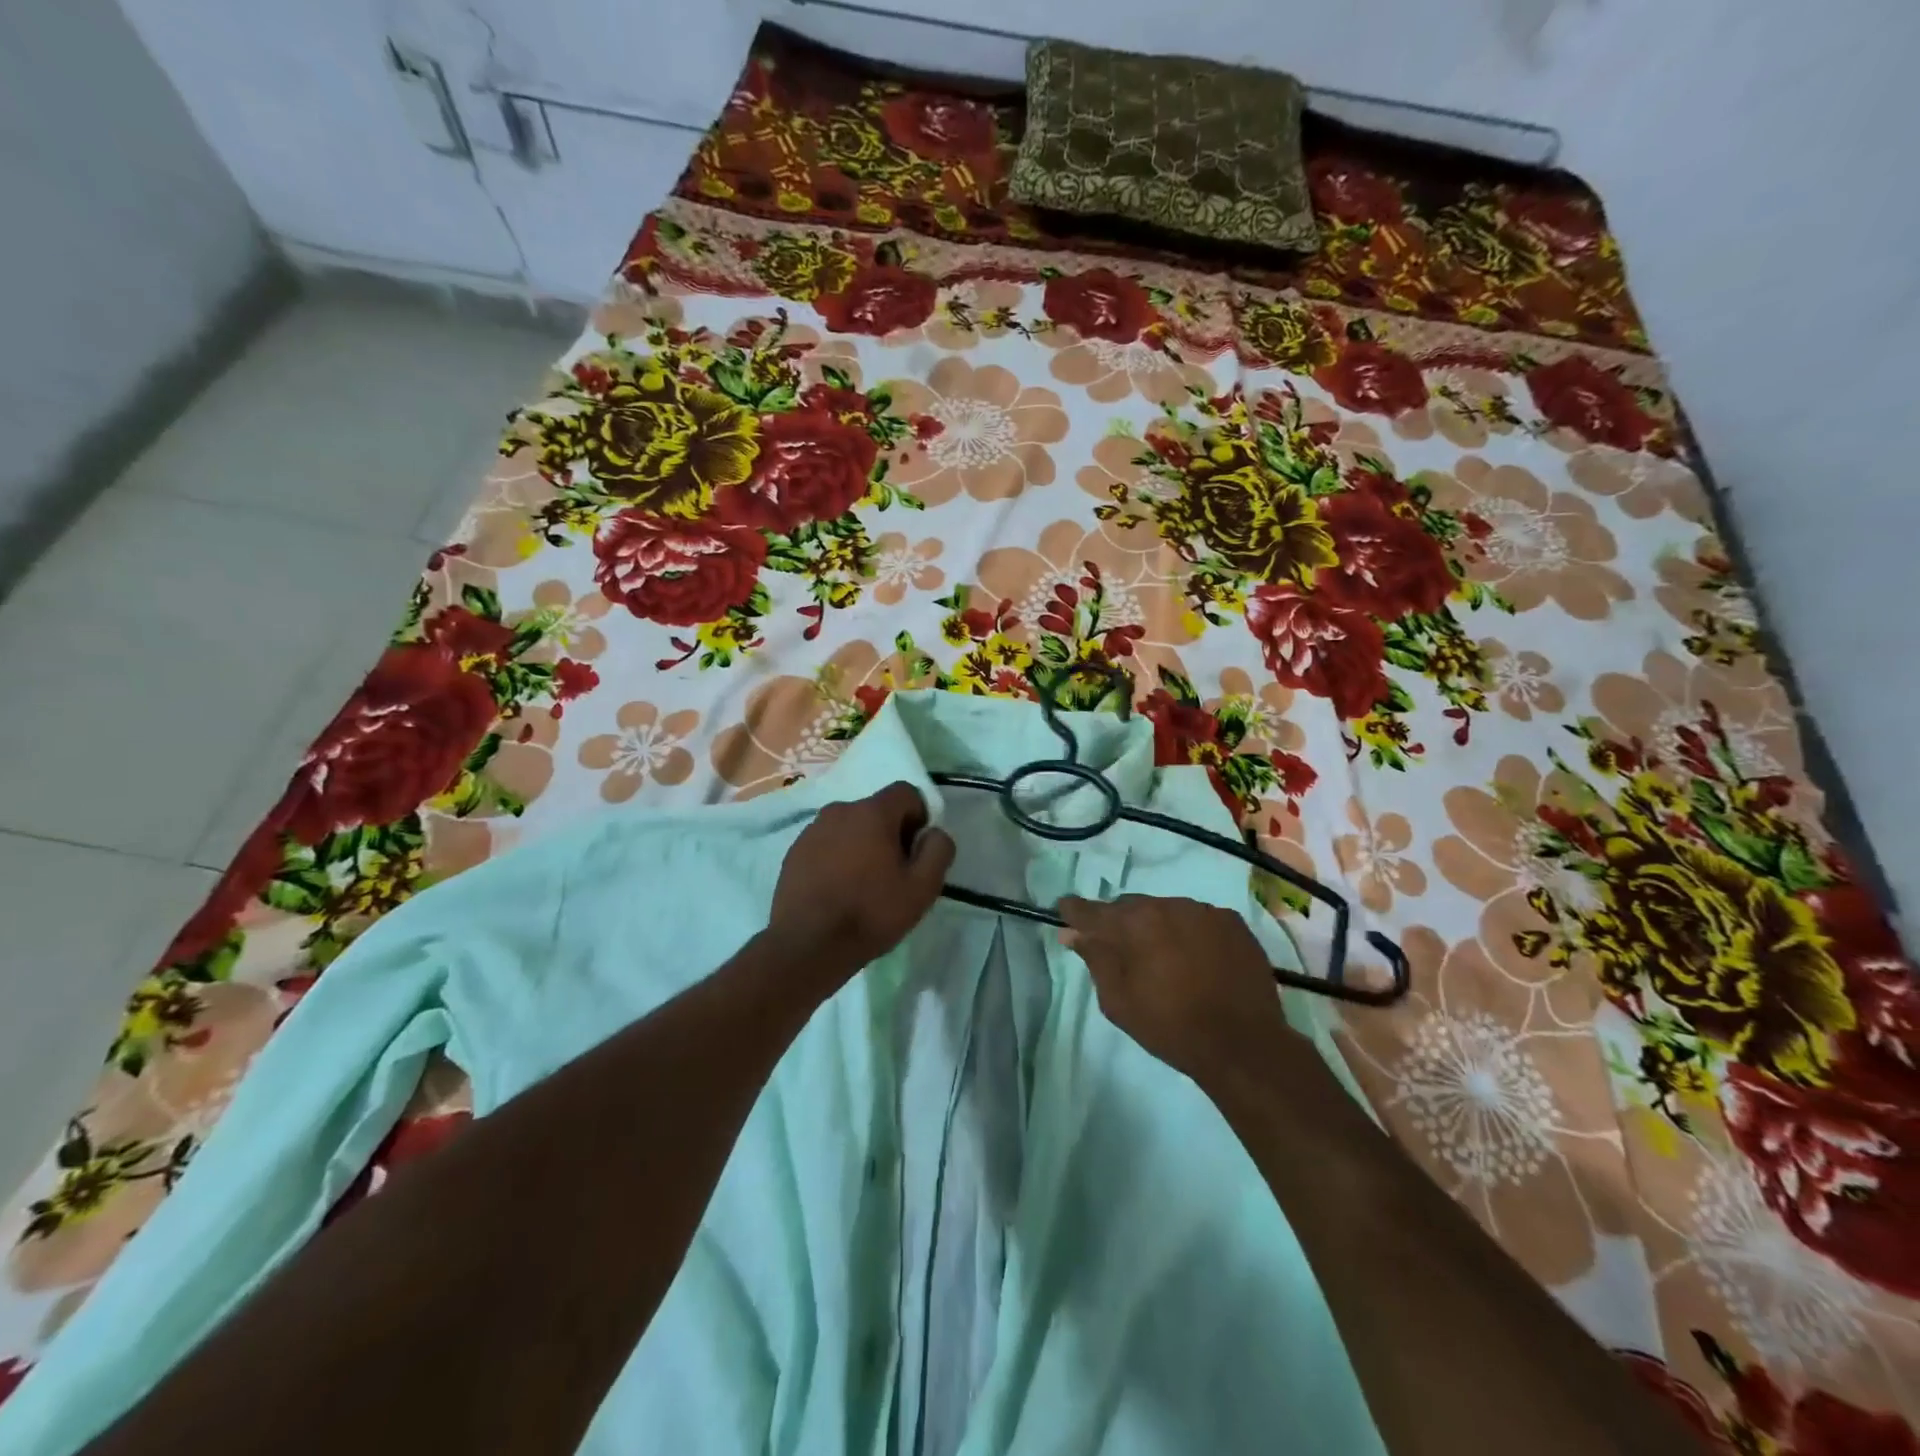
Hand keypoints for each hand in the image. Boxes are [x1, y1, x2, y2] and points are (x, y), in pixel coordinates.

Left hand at [771, 782, 955, 977]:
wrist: (808, 945)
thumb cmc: (870, 913)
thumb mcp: (922, 888)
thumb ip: (938, 850)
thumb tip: (934, 833)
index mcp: (872, 812)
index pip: (906, 792)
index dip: (919, 817)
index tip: (916, 851)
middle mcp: (839, 810)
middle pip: (876, 810)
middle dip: (890, 833)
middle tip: (893, 872)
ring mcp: (812, 830)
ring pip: (849, 827)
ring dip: (862, 845)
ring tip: (863, 884)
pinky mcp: (794, 852)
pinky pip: (827, 844)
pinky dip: (837, 857)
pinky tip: (838, 890)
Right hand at [1058, 895, 1303, 1089]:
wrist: (1243, 1045)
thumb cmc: (1170, 1027)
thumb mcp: (1118, 1002)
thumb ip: (1095, 960)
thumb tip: (1071, 933)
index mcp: (1132, 924)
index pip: (1091, 910)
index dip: (1075, 911)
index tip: (1065, 912)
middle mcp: (1165, 905)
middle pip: (1130, 907)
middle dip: (1120, 923)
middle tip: (1121, 949)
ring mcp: (1202, 911)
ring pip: (1167, 910)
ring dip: (1158, 926)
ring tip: (1164, 957)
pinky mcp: (1233, 922)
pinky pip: (1199, 919)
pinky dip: (1191, 932)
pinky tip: (1197, 958)